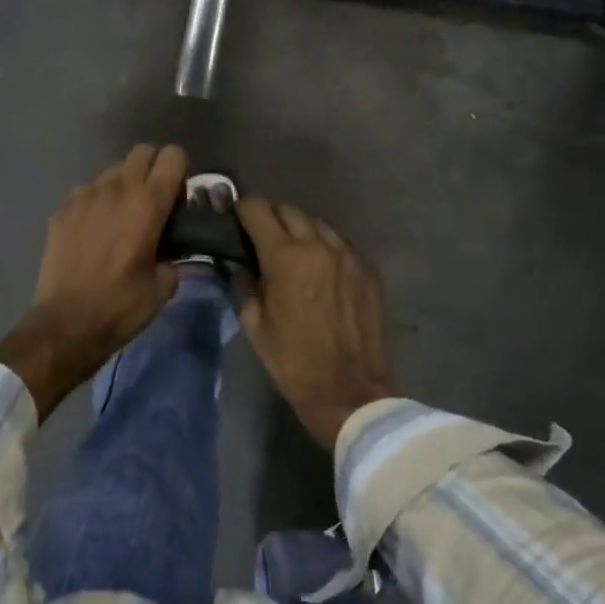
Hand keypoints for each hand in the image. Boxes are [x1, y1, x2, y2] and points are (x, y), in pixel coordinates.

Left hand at [0, 144, 187, 416]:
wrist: (65, 324)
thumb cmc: (121, 306)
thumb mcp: (163, 286)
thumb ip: (175, 256)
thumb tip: (174, 248)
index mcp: (148, 203)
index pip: (173, 156)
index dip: (180, 173)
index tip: (178, 201)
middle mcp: (117, 188)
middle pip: (143, 152)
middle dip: (153, 170)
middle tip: (153, 204)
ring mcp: (85, 195)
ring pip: (113, 170)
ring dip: (124, 185)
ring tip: (121, 219)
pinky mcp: (62, 208)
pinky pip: (87, 191)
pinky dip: (97, 202)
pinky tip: (94, 232)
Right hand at [237, 198, 395, 448]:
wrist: (351, 394)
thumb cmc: (295, 364)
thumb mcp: (256, 326)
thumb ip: (246, 284)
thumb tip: (240, 263)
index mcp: (286, 257)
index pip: (257, 209)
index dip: (241, 209)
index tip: (235, 219)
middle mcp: (319, 245)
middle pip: (289, 210)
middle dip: (271, 219)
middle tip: (262, 240)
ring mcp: (349, 255)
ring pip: (318, 223)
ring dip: (301, 231)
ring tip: (294, 254)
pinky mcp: (369, 270)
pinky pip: (341, 244)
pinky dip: (326, 248)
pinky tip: (321, 271)